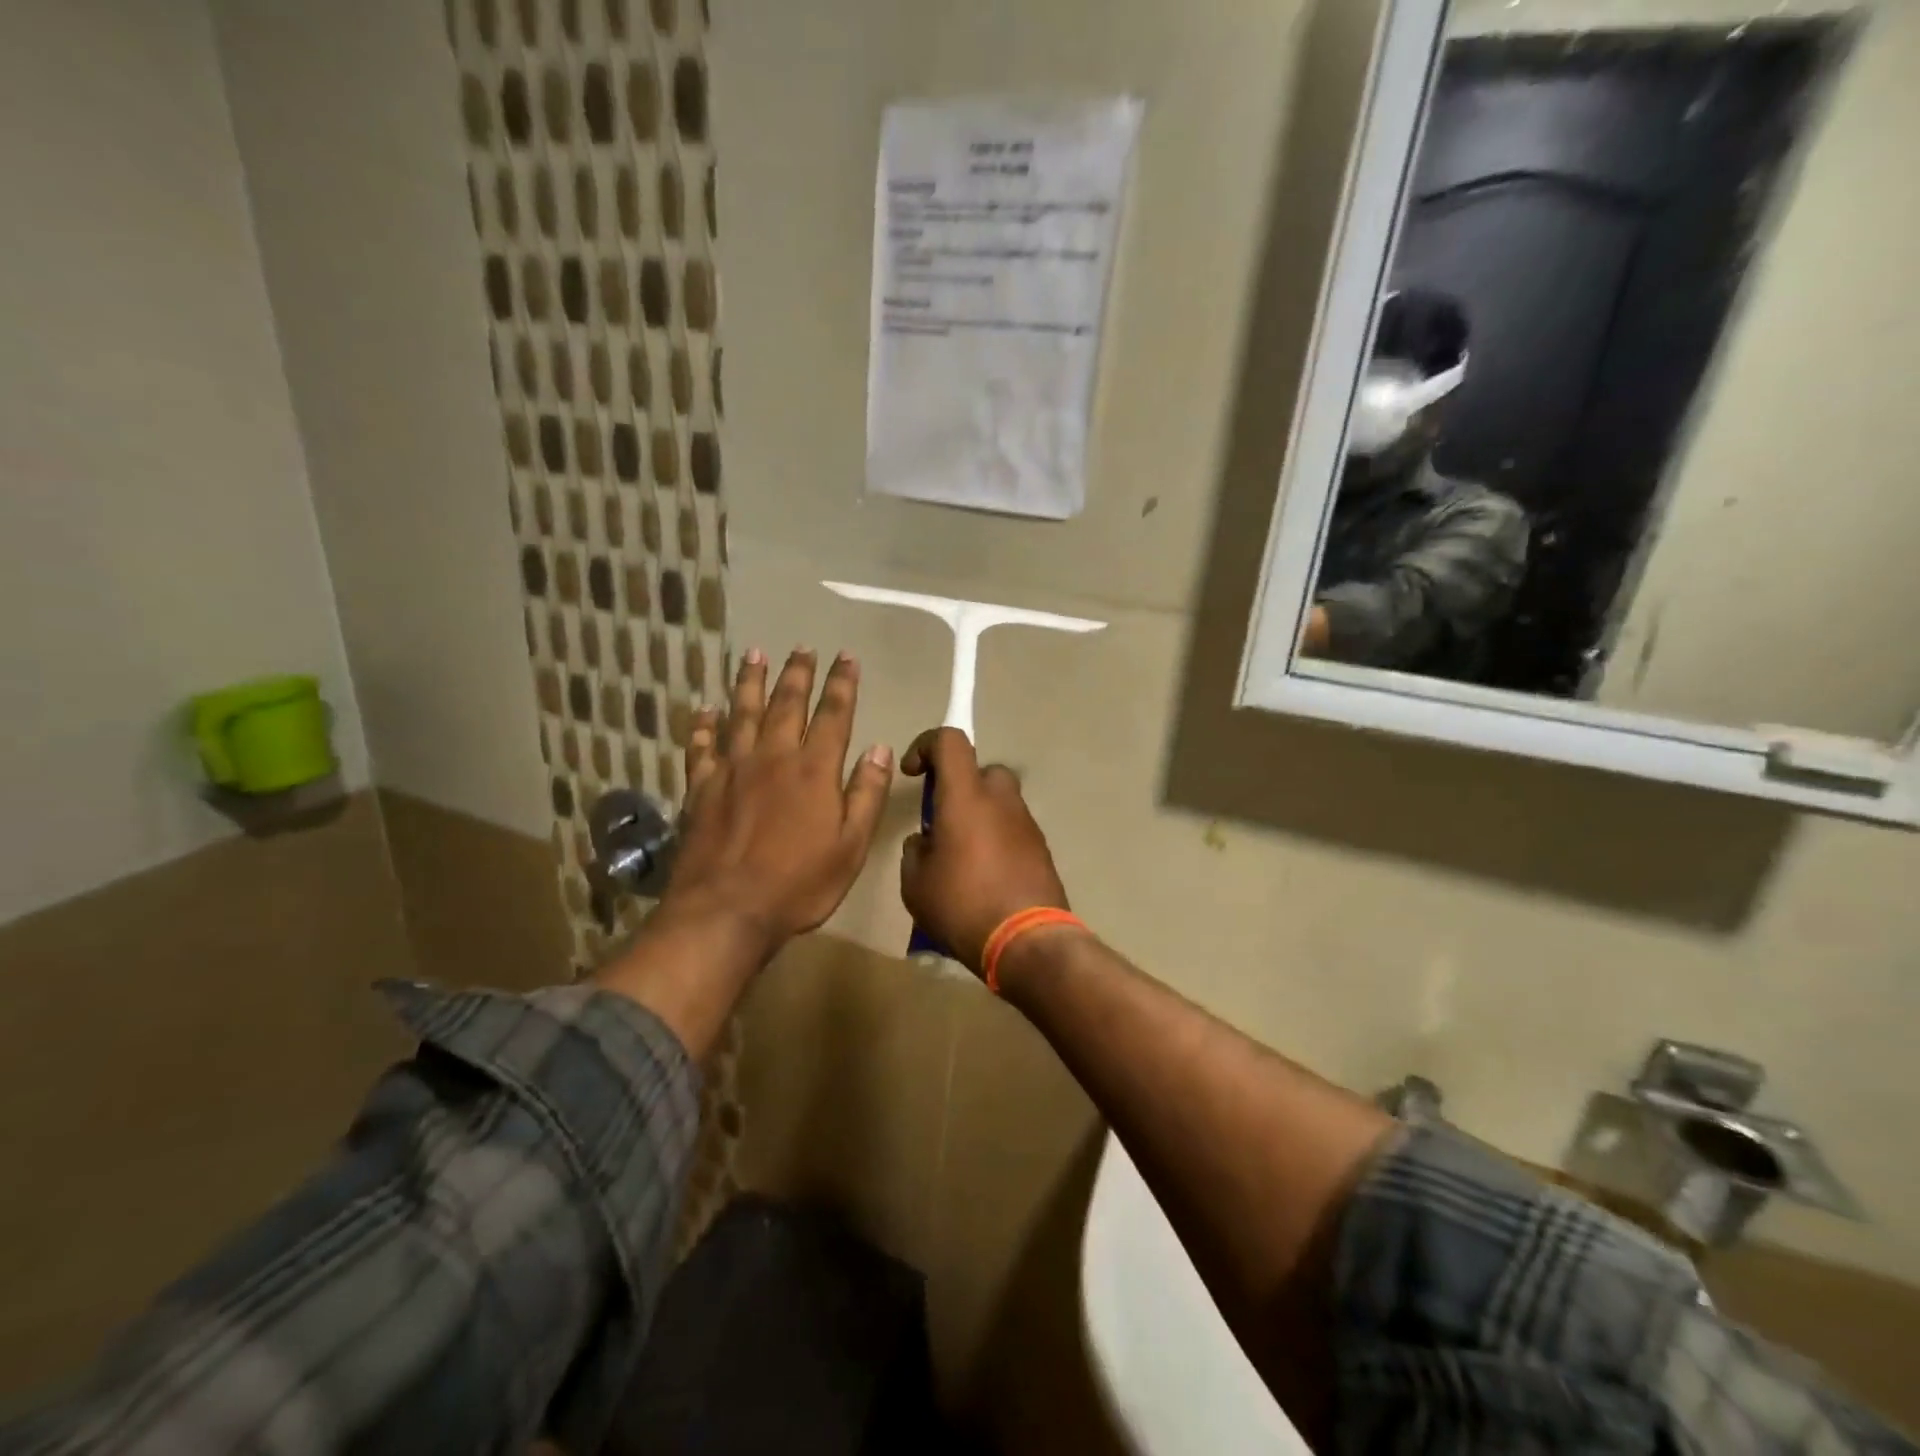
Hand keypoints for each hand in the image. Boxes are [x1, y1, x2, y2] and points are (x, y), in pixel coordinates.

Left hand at [659, 647, 893, 962]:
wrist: (726, 911)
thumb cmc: (798, 884)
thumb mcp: (850, 846)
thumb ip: (866, 794)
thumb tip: (880, 749)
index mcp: (813, 770)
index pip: (833, 715)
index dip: (842, 684)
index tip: (846, 656)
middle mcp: (772, 757)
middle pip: (786, 704)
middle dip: (797, 673)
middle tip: (801, 647)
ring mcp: (731, 770)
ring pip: (742, 713)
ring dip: (750, 682)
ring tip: (754, 654)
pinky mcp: (700, 789)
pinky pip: (701, 747)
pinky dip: (704, 725)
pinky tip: (705, 710)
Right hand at [898, 727, 1070, 975]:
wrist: (1027, 942)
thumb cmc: (962, 905)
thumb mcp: (916, 884)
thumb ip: (915, 852)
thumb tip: (926, 842)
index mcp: (966, 796)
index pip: (950, 741)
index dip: (927, 745)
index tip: (914, 773)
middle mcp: (1000, 799)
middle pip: (981, 771)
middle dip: (959, 787)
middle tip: (942, 821)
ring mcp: (1026, 823)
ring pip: (999, 801)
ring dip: (979, 815)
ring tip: (961, 857)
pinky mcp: (1042, 848)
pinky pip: (1012, 829)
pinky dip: (997, 838)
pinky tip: (985, 876)